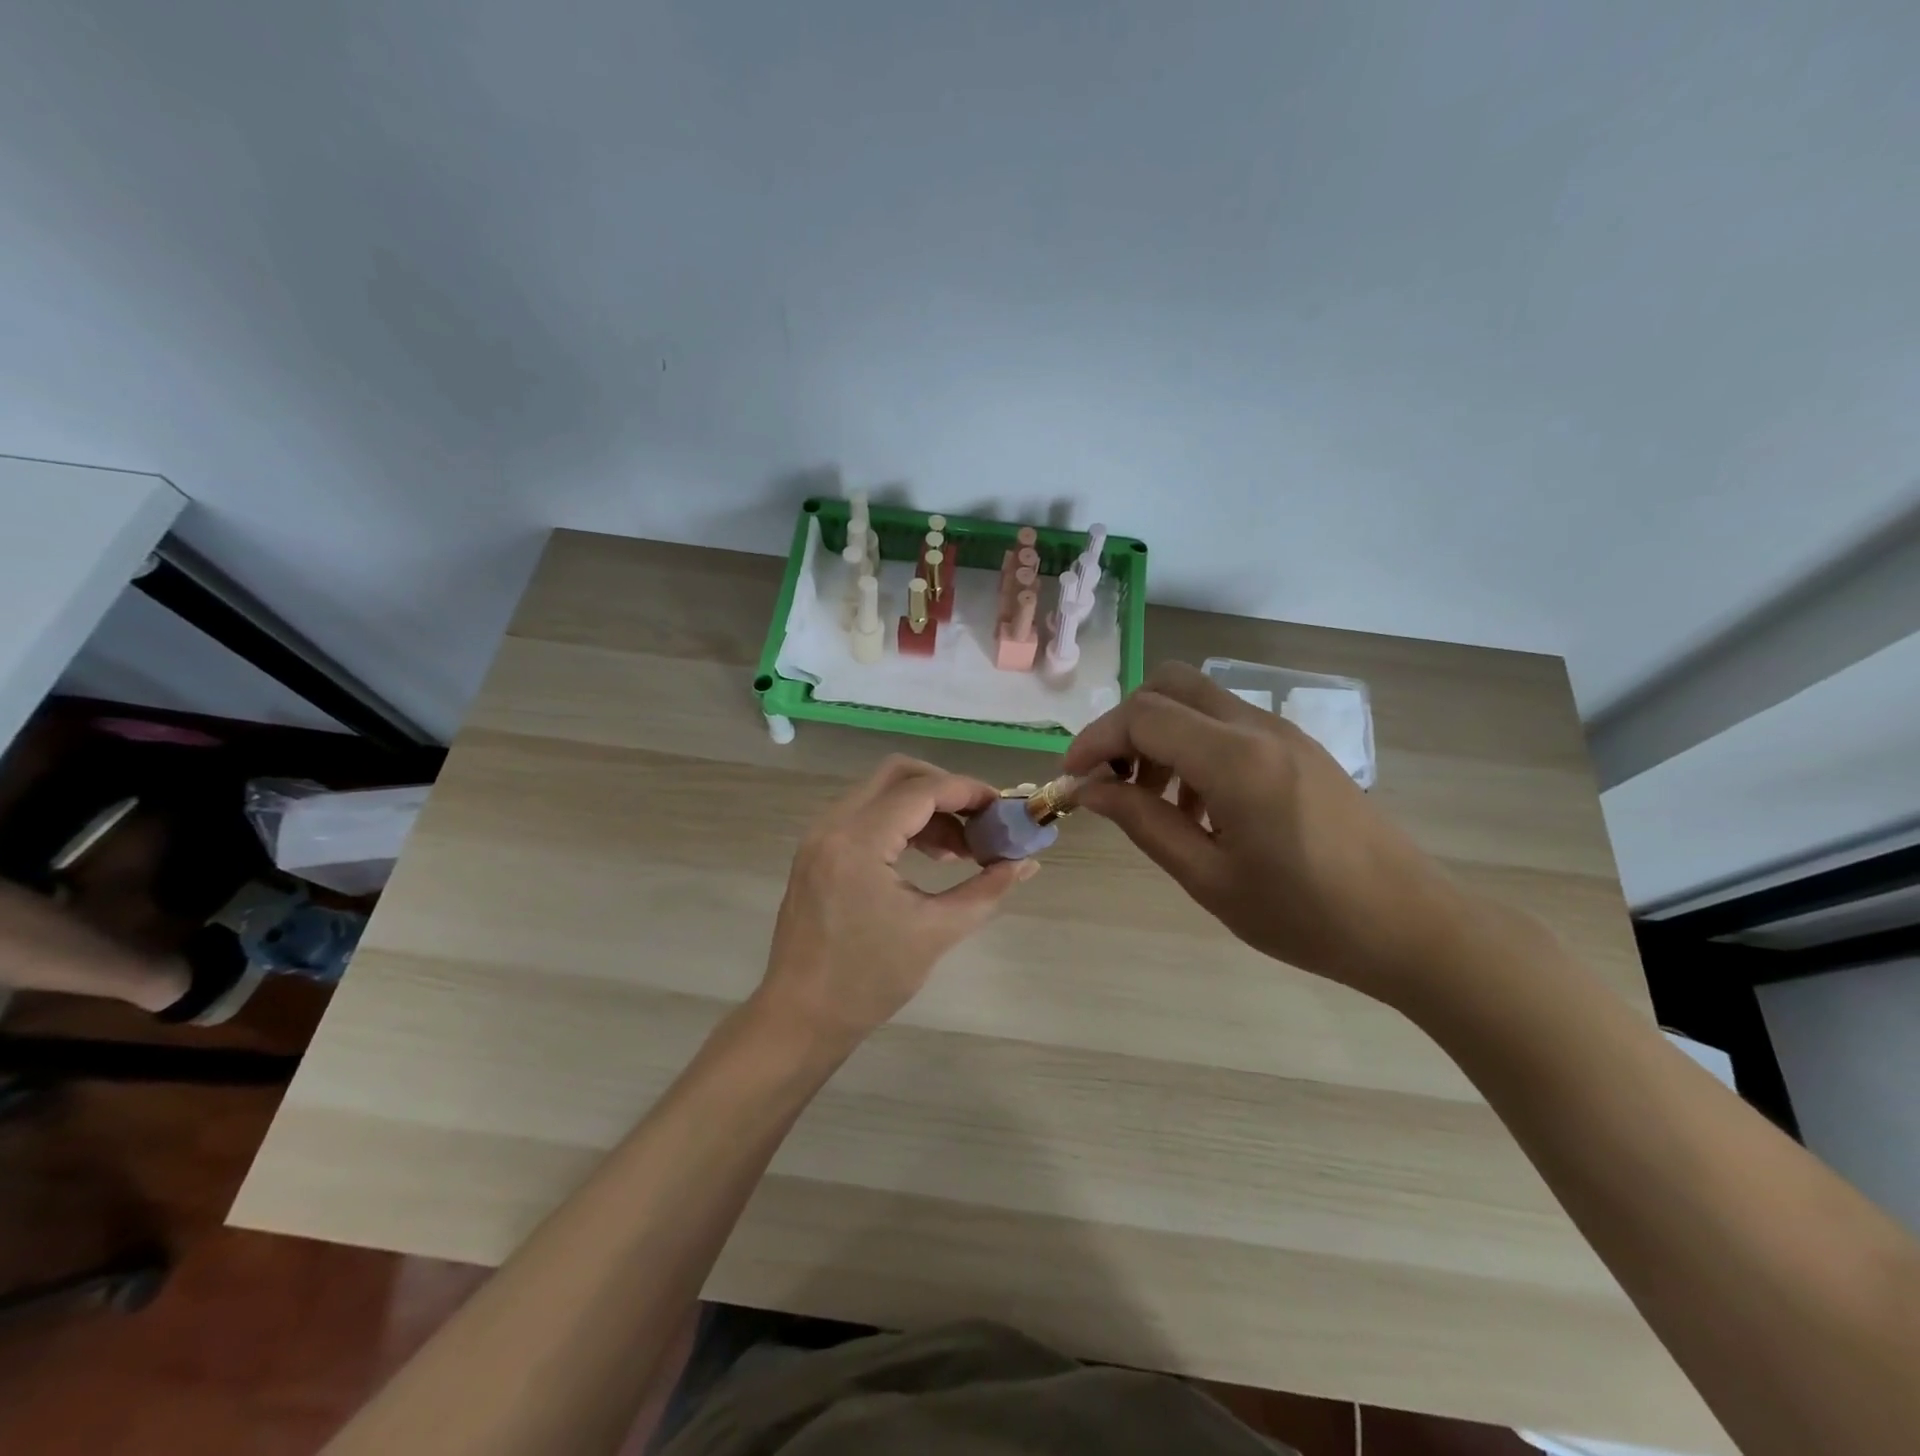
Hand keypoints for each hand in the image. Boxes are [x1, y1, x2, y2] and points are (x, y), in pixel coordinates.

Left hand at [757, 755, 1036, 1050]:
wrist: (801, 1016)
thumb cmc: (869, 980)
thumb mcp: (936, 932)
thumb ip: (987, 890)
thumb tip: (1027, 863)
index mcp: (858, 841)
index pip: (922, 791)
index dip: (968, 792)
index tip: (1003, 809)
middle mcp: (833, 825)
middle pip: (897, 774)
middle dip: (946, 790)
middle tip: (981, 820)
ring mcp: (820, 836)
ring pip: (880, 792)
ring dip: (924, 808)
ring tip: (961, 849)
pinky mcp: (818, 851)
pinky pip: (865, 815)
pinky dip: (901, 823)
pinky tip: (930, 855)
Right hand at [1064, 662, 1472, 1002]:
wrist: (1413, 926)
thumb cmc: (1306, 915)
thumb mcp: (1209, 878)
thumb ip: (1143, 823)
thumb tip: (1090, 789)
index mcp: (1235, 760)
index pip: (1142, 716)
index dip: (1095, 740)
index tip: (1072, 780)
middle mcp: (1257, 728)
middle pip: (1169, 684)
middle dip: (1126, 724)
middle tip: (1113, 780)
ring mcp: (1283, 733)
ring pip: (1198, 701)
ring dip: (1160, 735)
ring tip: (1155, 803)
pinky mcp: (1298, 748)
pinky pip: (1228, 724)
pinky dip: (1193, 747)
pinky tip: (1199, 808)